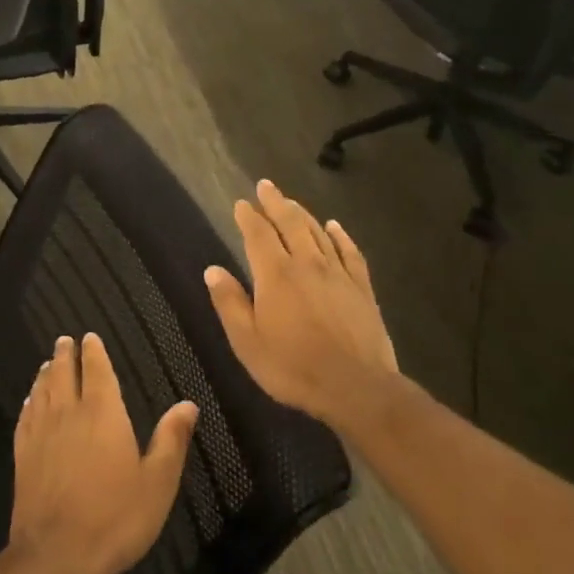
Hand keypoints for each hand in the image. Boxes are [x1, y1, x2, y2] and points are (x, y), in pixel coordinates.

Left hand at [9, 334, 199, 573]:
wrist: (56, 553)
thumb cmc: (115, 517)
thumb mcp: (157, 483)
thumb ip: (170, 440)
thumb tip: (187, 405)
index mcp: (102, 414)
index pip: (96, 371)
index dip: (93, 352)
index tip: (88, 337)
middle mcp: (68, 413)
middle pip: (63, 374)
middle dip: (65, 355)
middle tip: (65, 341)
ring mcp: (41, 433)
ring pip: (42, 391)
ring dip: (46, 374)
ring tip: (47, 363)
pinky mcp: (23, 454)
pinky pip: (25, 416)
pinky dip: (29, 401)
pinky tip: (30, 401)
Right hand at [204, 179, 406, 432]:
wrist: (356, 387)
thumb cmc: (293, 367)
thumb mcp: (247, 341)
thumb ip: (230, 303)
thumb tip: (213, 270)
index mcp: (275, 275)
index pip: (258, 235)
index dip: (248, 216)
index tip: (241, 203)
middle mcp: (306, 264)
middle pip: (289, 223)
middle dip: (275, 202)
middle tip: (265, 186)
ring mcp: (337, 274)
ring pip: (318, 232)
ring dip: (302, 213)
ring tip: (290, 201)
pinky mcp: (361, 288)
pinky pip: (350, 252)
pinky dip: (340, 235)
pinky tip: (334, 227)